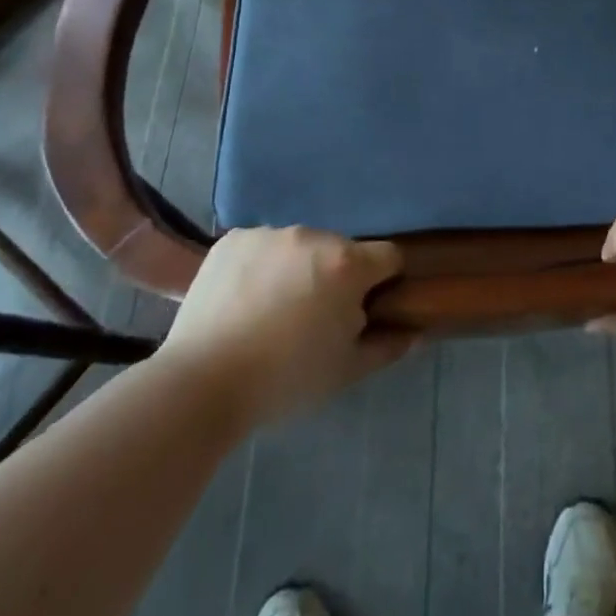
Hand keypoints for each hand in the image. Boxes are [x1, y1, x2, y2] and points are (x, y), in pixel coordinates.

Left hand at [159, 227, 413, 427]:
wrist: (201, 383)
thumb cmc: (285, 380)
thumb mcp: (345, 371)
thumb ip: (387, 346)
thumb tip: (415, 333)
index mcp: (347, 264)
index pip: (389, 257)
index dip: (385, 281)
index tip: (367, 308)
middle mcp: (313, 236)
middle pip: (341, 251)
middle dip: (336, 277)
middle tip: (314, 318)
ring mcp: (269, 233)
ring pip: (299, 247)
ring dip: (298, 269)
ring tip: (272, 311)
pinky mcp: (233, 239)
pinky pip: (261, 247)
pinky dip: (261, 266)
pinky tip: (244, 300)